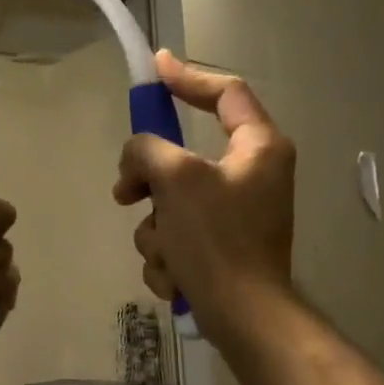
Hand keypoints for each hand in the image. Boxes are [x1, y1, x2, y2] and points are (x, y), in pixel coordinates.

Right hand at [113, 50, 294, 342]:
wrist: (242, 317)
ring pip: (170, 204)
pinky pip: (177, 236)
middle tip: (125, 195)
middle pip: (181, 158)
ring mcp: (235, 214)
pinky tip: (176, 277)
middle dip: (149, 184)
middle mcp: (251, 175)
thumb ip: (148, 151)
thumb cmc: (217, 240)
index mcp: (257, 147)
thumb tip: (138, 158)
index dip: (187, 77)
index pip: (226, 93)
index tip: (156, 68)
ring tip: (168, 255)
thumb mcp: (176, 181)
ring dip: (157, 232)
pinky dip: (169, 256)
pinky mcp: (220, 248)